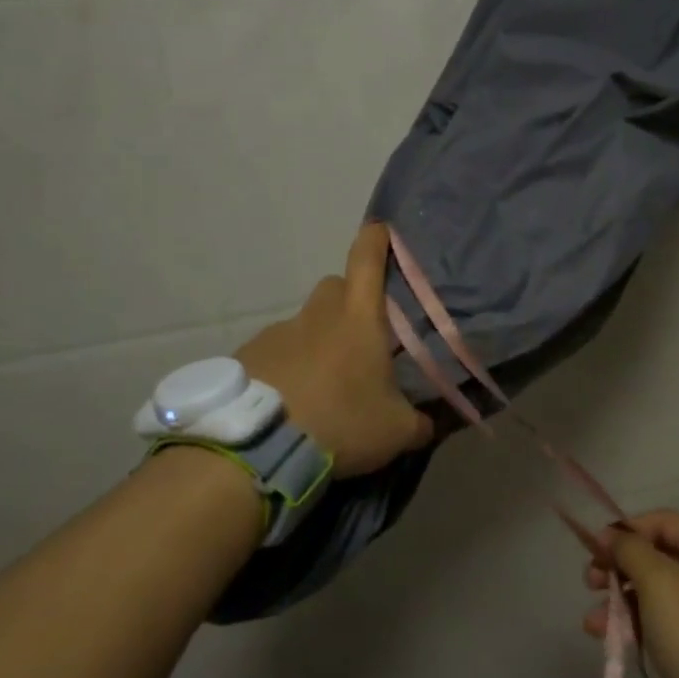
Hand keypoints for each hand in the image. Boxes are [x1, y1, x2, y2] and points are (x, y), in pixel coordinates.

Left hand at [235, 222, 433, 479]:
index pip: (367, 258)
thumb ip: (420, 423)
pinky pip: (275, 351)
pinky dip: (286, 366)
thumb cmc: (341, 423)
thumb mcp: (395, 432)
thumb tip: (430, 424)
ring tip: (323, 384)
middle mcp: (317, 314)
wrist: (259, 446)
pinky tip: (291, 401)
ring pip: (304, 323)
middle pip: (335, 287)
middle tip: (360, 338)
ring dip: (316, 341)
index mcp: (358, 317)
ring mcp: (277, 331)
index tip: (382, 231)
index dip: (376, 239)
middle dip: (349, 301)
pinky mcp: (248, 355)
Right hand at [583, 511, 678, 677]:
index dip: (626, 529)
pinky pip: (658, 623)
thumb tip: (610, 534)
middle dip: (617, 567)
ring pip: (652, 593)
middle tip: (590, 582)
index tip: (595, 548)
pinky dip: (632, 625)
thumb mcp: (658, 582)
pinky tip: (606, 638)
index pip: (661, 521)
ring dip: (618, 601)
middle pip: (654, 556)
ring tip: (592, 622)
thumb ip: (629, 549)